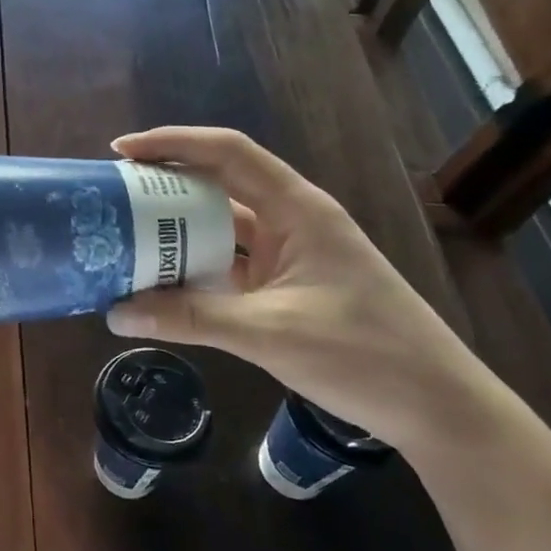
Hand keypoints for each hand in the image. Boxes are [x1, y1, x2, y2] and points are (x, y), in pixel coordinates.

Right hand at [105, 126, 499, 451]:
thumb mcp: (269, 333)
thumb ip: (191, 318)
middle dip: (165, 184)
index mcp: (297, 210)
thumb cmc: (364, 355)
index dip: (174, 143)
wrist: (437, 407)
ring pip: (222, 227)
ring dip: (177, 229)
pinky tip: (160, 280)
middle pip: (219, 184)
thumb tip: (116, 313)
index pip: (228, 153)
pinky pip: (229, 263)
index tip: (121, 150)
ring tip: (124, 234)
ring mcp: (290, 254)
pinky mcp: (286, 286)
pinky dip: (194, 266)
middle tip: (113, 195)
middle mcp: (291, 221)